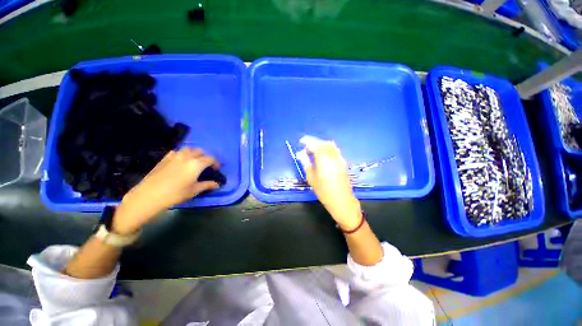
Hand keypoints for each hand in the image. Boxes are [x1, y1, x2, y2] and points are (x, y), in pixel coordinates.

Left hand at [112, 148, 220, 234]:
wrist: (149, 195)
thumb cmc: (175, 194)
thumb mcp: (194, 190)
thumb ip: (207, 185)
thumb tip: (217, 184)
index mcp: (196, 163)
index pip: (211, 159)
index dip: (216, 163)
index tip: (216, 170)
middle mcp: (187, 156)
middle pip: (201, 151)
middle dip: (206, 157)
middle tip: (206, 166)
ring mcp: (175, 155)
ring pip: (189, 149)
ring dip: (195, 153)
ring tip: (195, 162)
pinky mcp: (165, 158)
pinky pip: (177, 151)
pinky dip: (183, 154)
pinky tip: (181, 161)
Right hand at [297, 136, 361, 229]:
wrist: (342, 200)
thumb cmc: (323, 191)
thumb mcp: (311, 177)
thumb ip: (306, 163)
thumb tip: (300, 153)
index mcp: (323, 159)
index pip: (315, 145)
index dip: (307, 141)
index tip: (301, 141)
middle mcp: (333, 156)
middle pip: (323, 143)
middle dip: (314, 141)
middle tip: (306, 145)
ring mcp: (340, 158)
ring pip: (330, 145)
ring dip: (321, 144)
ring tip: (314, 149)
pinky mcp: (343, 162)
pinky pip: (335, 150)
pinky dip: (327, 148)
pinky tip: (323, 154)